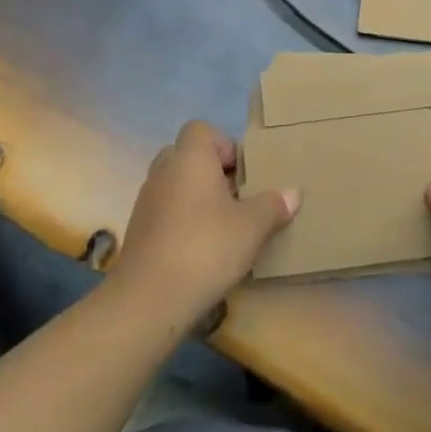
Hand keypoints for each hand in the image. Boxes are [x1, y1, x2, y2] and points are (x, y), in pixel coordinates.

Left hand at [109, 120, 298, 324]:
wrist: (147, 301)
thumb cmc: (205, 248)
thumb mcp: (252, 227)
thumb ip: (273, 205)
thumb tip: (293, 193)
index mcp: (190, 158)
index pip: (202, 129)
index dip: (224, 145)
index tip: (242, 174)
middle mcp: (163, 171)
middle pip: (187, 156)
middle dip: (211, 172)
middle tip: (236, 198)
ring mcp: (146, 202)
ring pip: (175, 185)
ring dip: (196, 199)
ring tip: (221, 226)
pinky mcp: (137, 232)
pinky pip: (164, 212)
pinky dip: (181, 222)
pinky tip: (200, 250)